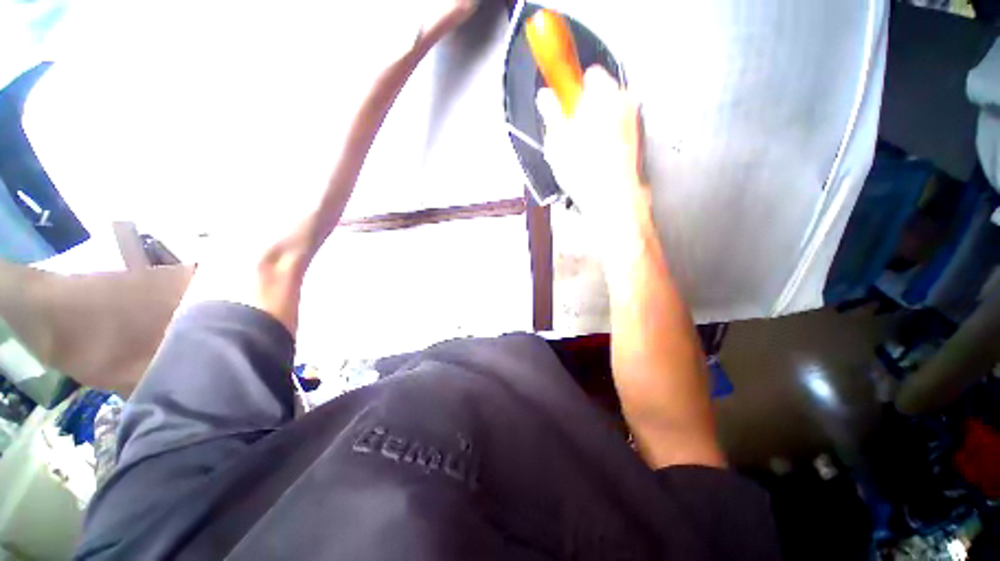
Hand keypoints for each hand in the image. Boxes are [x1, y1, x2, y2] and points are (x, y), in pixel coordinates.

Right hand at [536, 67, 647, 227]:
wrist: (612, 199)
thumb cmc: (588, 171)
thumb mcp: (557, 139)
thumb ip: (551, 112)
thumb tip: (545, 97)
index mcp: (604, 93)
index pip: (586, 74)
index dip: (570, 89)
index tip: (561, 102)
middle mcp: (624, 102)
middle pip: (597, 97)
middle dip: (580, 111)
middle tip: (566, 134)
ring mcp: (631, 123)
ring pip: (605, 118)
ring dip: (591, 128)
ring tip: (577, 153)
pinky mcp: (633, 143)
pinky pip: (612, 135)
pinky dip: (601, 143)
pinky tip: (590, 161)